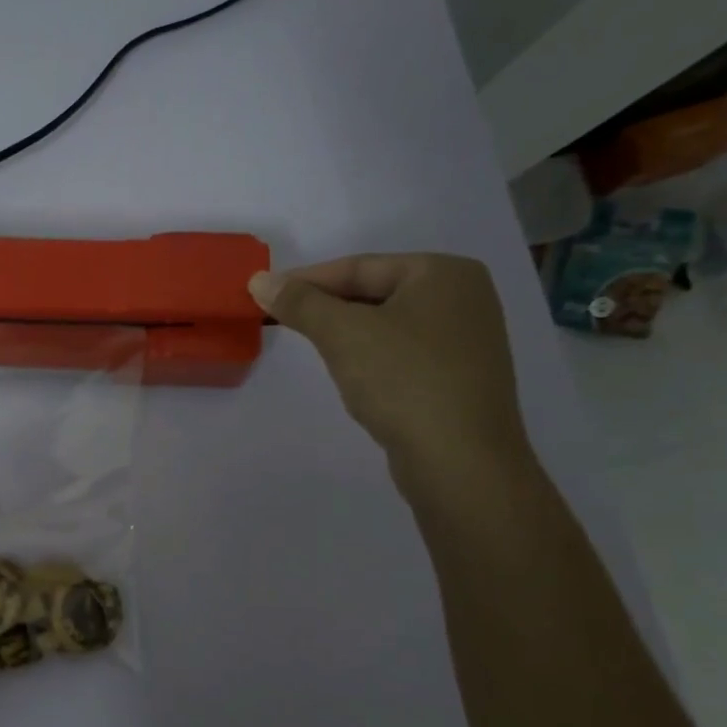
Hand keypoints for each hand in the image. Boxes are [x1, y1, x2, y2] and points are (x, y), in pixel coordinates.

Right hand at [249, 254, 533, 490]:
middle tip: (280, 319)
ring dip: (346, 333)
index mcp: (444, 273)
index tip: (263, 294)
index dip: (306, 280)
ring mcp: (466, 339)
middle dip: (326, 307)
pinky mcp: (459, 376)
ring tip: (310, 344)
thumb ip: (300, 303)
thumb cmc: (403, 380)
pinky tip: (351, 373)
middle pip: (374, 293)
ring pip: (387, 324)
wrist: (460, 460)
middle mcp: (463, 297)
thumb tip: (260, 280)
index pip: (359, 267)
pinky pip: (402, 352)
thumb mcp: (343, 334)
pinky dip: (370, 356)